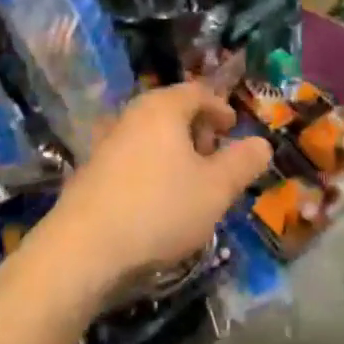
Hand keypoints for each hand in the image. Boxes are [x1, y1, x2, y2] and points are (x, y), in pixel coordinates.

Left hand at [48, 82, 271, 292]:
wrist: (81, 251)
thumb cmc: (158, 209)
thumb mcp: (216, 189)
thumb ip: (243, 163)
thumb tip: (262, 143)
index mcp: (163, 108)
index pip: (198, 92)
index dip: (220, 108)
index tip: (233, 128)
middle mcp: (132, 115)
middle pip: (172, 111)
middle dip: (198, 131)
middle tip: (215, 158)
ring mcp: (106, 143)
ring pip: (151, 137)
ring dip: (175, 154)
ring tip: (191, 186)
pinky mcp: (90, 173)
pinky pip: (132, 159)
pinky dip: (152, 170)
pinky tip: (158, 205)